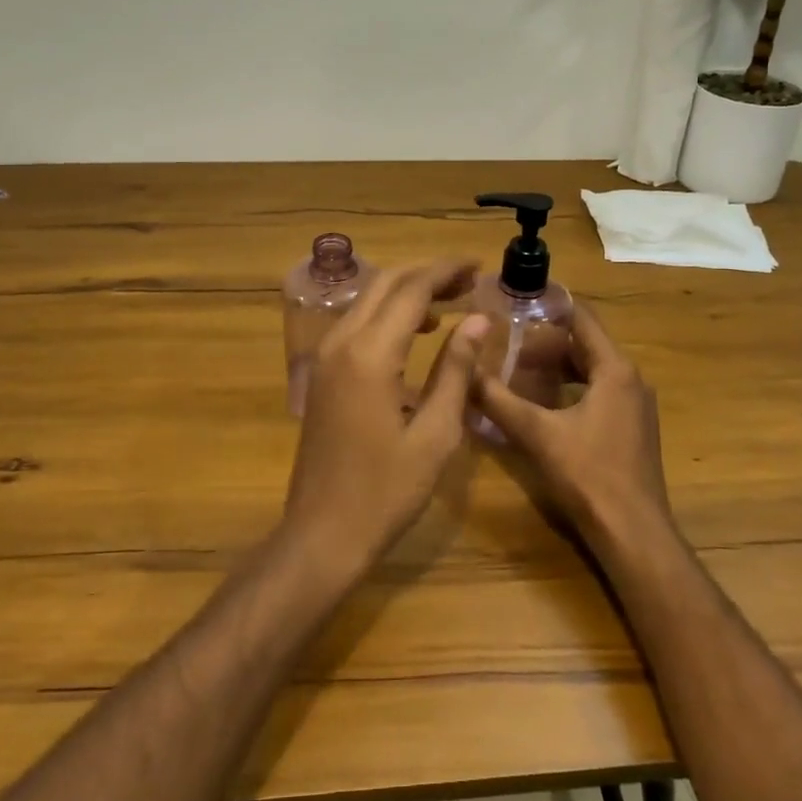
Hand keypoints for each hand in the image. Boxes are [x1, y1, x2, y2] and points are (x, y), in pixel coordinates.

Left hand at [285, 260, 488, 569]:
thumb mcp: (436, 434)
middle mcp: (341, 343)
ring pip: (368, 300)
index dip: (447, 271)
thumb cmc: (386, 492)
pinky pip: (357, 324)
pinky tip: (416, 332)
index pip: (411, 290)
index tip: (479, 266)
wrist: (322, 534)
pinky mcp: (322, 374)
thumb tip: (478, 321)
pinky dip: (388, 314)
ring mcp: (325, 358)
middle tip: (469, 279)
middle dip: (427, 274)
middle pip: (385, 284)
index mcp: (370, 354)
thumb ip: (456, 370)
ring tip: (451, 302)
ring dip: (407, 292)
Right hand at [473, 301, 672, 545]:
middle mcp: (630, 380)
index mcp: (615, 370)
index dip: (550, 307)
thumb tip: (464, 374)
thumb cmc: (589, 474)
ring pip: (590, 372)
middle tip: (506, 344)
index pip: (582, 319)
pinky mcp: (631, 430)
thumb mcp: (537, 433)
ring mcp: (634, 406)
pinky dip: (569, 390)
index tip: (516, 303)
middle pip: (585, 346)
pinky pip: (598, 394)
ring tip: (517, 372)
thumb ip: (499, 401)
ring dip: (556, 369)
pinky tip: (541, 406)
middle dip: (545, 343)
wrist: (633, 533)